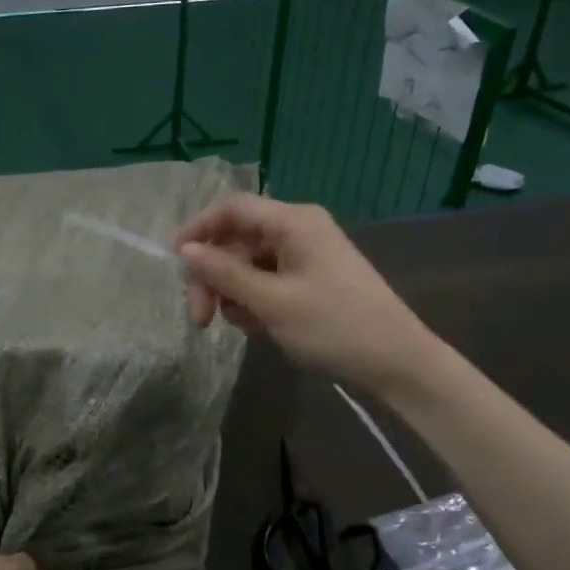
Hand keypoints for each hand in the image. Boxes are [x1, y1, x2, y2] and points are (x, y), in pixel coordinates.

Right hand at [176, 192, 436, 389]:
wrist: (395, 361)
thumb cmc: (333, 326)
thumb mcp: (271, 301)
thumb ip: (225, 273)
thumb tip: (186, 251)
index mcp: (293, 222)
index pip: (232, 208)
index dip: (198, 229)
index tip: (174, 262)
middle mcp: (298, 230)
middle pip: (237, 240)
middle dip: (214, 277)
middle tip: (201, 318)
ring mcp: (306, 255)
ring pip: (248, 264)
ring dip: (234, 293)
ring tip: (244, 326)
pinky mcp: (311, 278)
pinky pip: (267, 280)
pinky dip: (255, 301)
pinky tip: (260, 327)